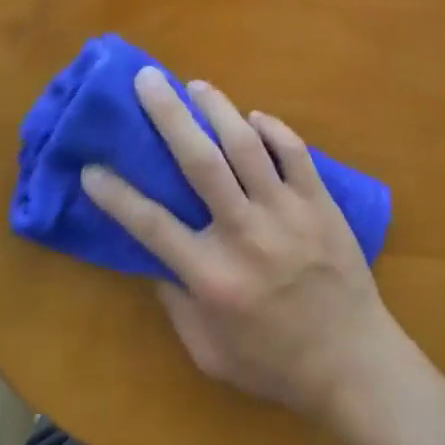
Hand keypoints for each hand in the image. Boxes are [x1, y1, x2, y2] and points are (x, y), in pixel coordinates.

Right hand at [81, 69, 405, 426]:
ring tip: (196, 86)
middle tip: (148, 81)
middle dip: (169, 115)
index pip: (151, 225)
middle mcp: (244, 234)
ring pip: (247, 144)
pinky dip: (272, 128)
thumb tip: (153, 255)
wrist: (352, 362)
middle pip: (200, 162)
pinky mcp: (319, 201)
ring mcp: (286, 212)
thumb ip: (176, 303)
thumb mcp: (209, 352)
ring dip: (218, 108)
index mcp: (211, 276)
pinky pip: (294, 151)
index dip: (116, 194)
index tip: (92, 166)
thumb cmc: (274, 363)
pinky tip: (254, 117)